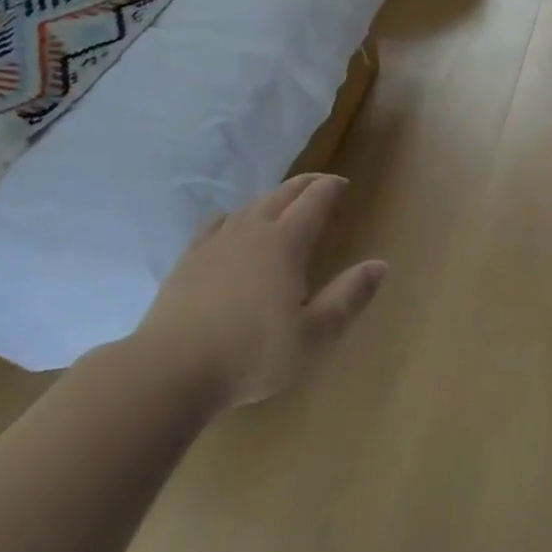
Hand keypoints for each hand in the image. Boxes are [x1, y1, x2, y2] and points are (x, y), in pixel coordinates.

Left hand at [138, 173, 387, 411]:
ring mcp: (215, 243)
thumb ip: (348, 298)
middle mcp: (251, 232)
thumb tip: (379, 264)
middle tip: (320, 182)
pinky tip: (232, 225)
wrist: (172, 369)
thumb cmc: (253, 355)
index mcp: (285, 245)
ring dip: (272, 197)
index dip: (330, 189)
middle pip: (280, 195)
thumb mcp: (314, 336)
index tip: (343, 184)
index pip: (313, 203)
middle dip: (304, 185)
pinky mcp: (188, 259)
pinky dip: (235, 215)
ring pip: (249, 206)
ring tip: (283, 202)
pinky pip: (217, 223)